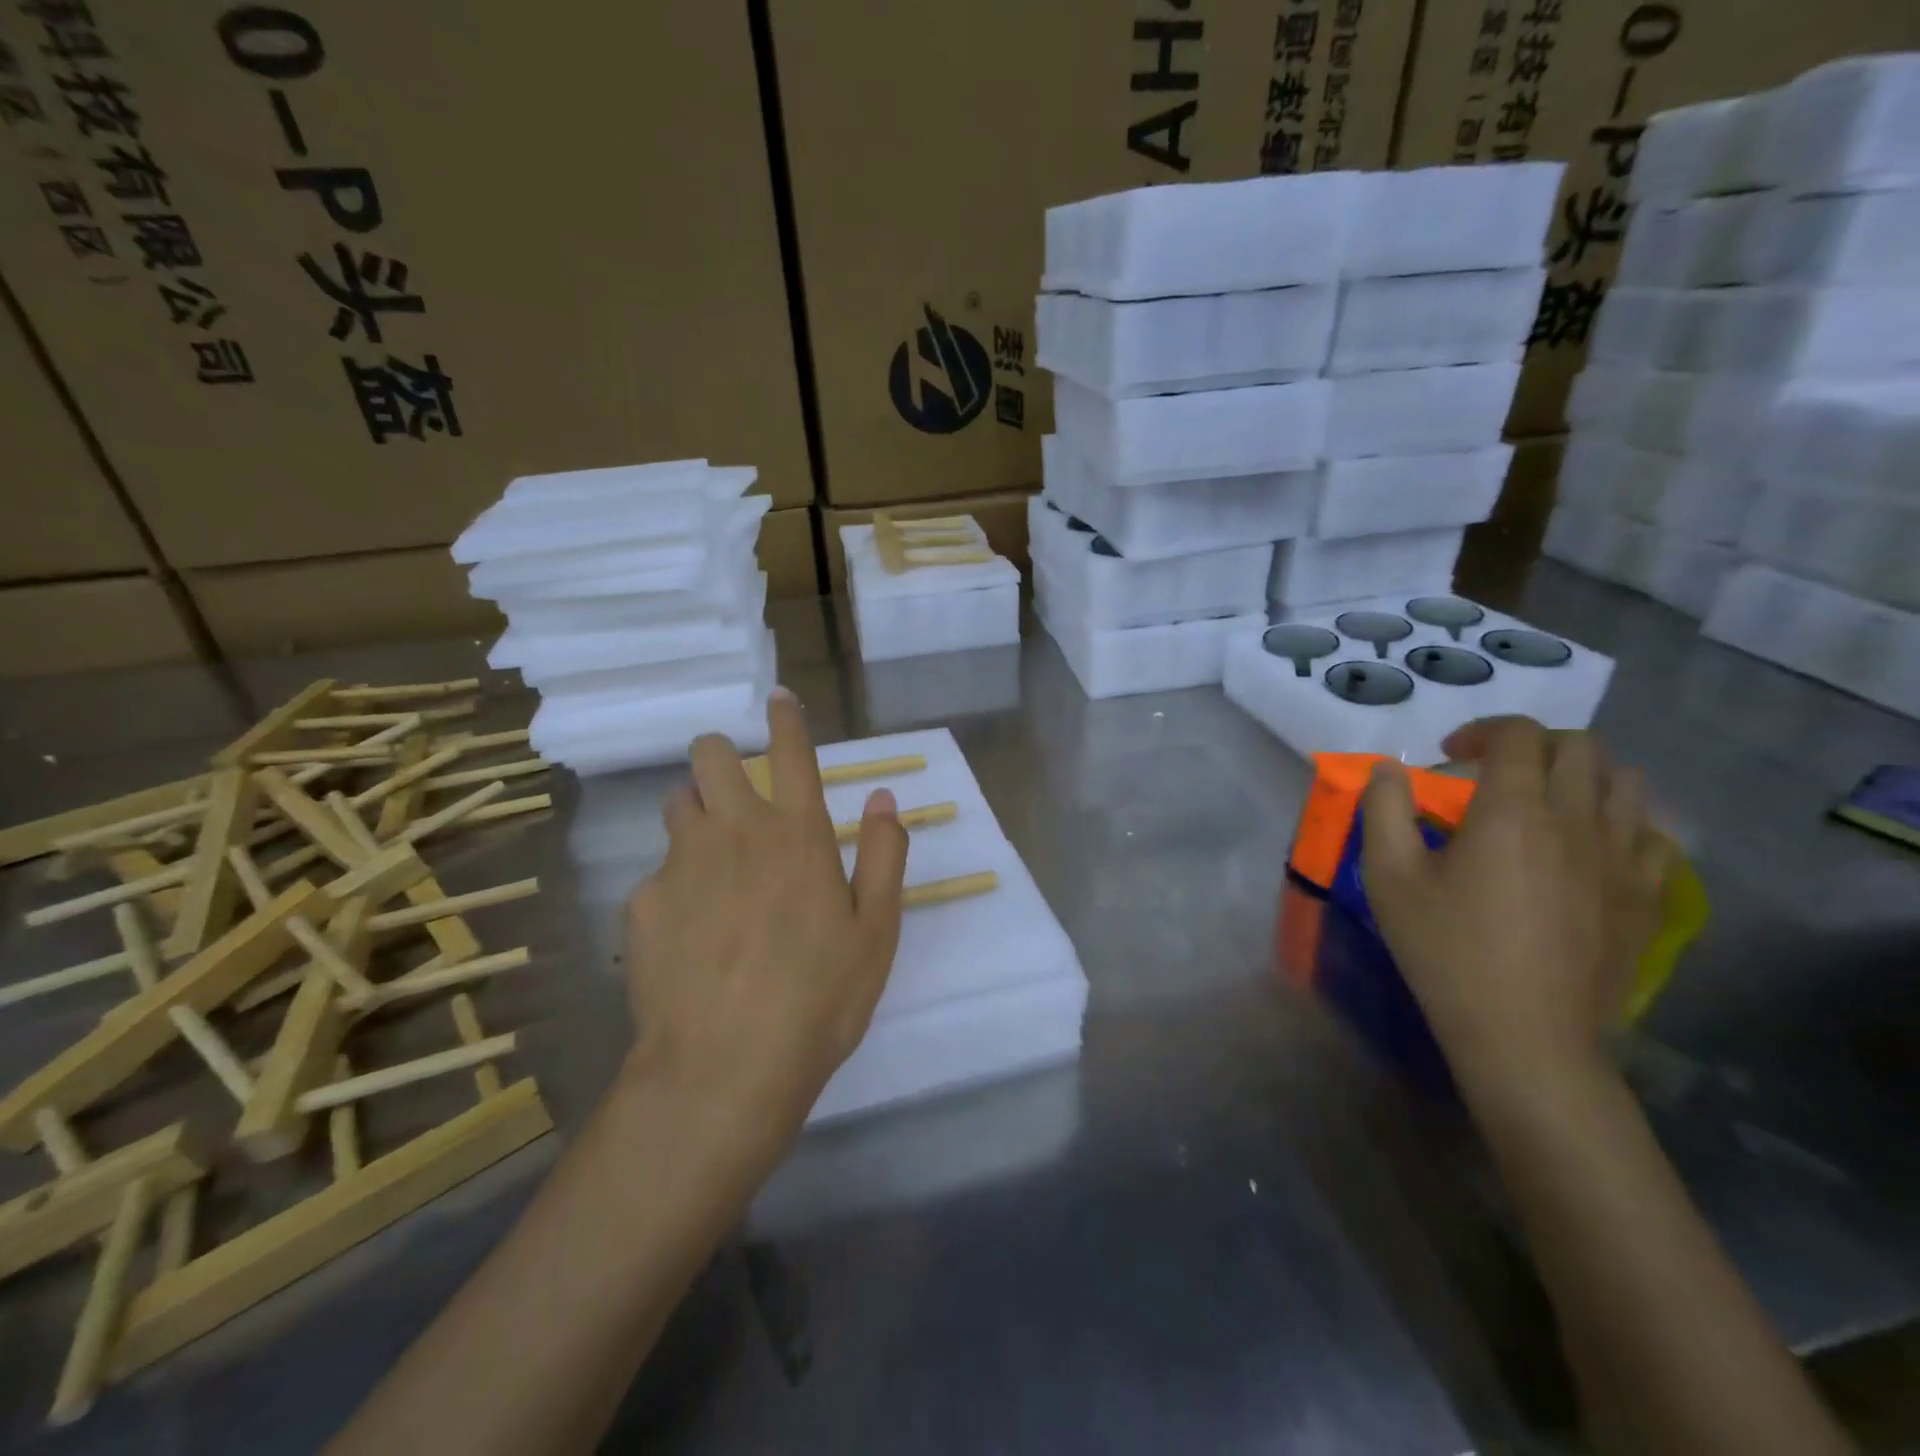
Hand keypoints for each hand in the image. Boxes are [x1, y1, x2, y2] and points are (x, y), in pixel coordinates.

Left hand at [622, 691, 907, 1158]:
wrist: (725, 1068)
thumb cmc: (820, 998)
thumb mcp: (876, 930)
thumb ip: (884, 855)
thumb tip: (884, 797)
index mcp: (797, 834)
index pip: (791, 752)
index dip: (785, 718)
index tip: (778, 698)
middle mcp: (735, 833)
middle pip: (710, 756)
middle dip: (721, 757)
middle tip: (737, 793)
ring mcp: (681, 864)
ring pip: (676, 805)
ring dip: (696, 814)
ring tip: (714, 863)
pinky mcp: (643, 903)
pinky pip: (658, 873)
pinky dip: (676, 886)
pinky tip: (689, 936)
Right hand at [1359, 718, 1674, 1100]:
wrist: (1526, 1036)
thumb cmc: (1446, 950)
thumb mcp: (1388, 877)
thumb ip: (1384, 810)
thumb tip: (1389, 769)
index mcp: (1514, 811)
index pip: (1518, 734)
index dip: (1481, 731)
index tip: (1449, 757)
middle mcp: (1579, 821)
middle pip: (1580, 748)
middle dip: (1532, 747)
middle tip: (1494, 776)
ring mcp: (1625, 860)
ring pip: (1626, 784)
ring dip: (1582, 777)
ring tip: (1545, 804)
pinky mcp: (1648, 897)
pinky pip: (1653, 834)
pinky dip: (1621, 822)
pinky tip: (1589, 847)